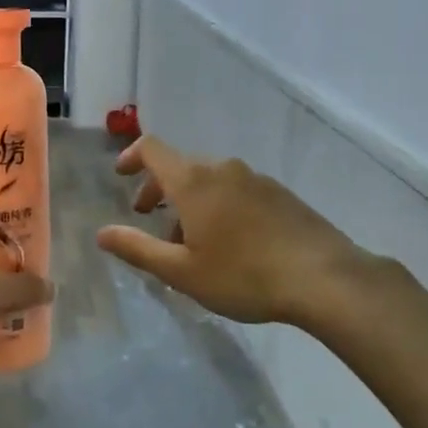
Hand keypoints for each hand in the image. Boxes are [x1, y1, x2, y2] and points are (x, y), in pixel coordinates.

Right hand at [95, 135, 393, 329]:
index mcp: (193, 181)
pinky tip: (231, 243)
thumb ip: (138, 249)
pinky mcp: (280, 193)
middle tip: (150, 220)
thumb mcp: (182, 271)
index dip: (132, 157)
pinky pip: (236, 190)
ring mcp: (255, 179)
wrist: (325, 278)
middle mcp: (222, 169)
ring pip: (210, 181)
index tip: (121, 176)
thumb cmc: (243, 275)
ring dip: (190, 202)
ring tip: (192, 242)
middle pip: (180, 167)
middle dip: (159, 189)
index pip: (153, 149)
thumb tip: (102, 233)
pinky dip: (219, 205)